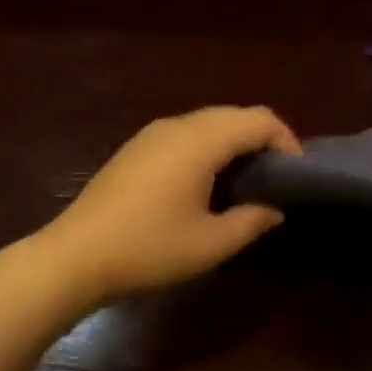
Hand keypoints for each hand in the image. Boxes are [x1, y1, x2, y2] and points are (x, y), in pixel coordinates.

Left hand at [38, 106, 300, 306]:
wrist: (75, 256)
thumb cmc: (148, 249)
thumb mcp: (210, 244)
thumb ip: (251, 221)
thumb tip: (275, 209)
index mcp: (200, 141)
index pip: (258, 120)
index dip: (286, 141)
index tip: (296, 176)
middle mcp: (177, 126)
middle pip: (233, 115)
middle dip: (262, 139)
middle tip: (276, 179)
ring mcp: (151, 134)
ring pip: (208, 122)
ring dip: (234, 142)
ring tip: (246, 182)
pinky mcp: (135, 148)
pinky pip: (185, 134)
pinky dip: (208, 147)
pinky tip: (207, 183)